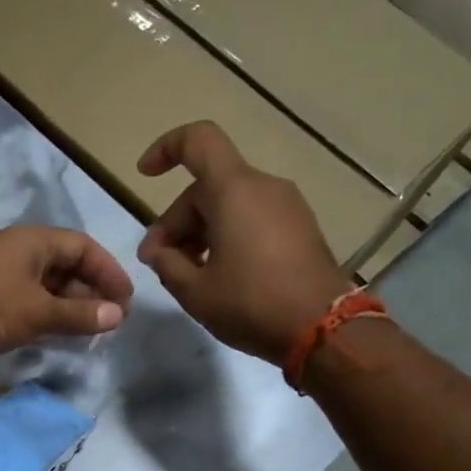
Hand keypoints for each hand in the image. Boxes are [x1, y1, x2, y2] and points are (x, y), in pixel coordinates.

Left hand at [0, 225, 132, 359]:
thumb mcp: (39, 311)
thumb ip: (80, 314)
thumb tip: (118, 316)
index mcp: (34, 241)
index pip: (83, 247)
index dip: (109, 271)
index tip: (126, 299)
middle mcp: (19, 251)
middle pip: (66, 265)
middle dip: (92, 290)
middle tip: (112, 318)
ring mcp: (1, 274)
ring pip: (47, 285)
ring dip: (71, 305)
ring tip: (91, 329)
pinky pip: (29, 300)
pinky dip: (49, 314)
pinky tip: (59, 333)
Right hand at [135, 121, 346, 362]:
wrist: (324, 329)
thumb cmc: (251, 304)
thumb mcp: (194, 291)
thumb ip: (166, 264)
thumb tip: (159, 252)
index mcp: (234, 190)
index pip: (198, 141)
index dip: (166, 148)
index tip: (145, 175)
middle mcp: (264, 187)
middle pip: (208, 187)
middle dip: (176, 220)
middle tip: (158, 262)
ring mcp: (288, 207)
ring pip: (231, 204)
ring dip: (201, 231)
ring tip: (187, 273)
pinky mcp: (301, 229)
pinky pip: (254, 218)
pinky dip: (229, 236)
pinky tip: (220, 274)